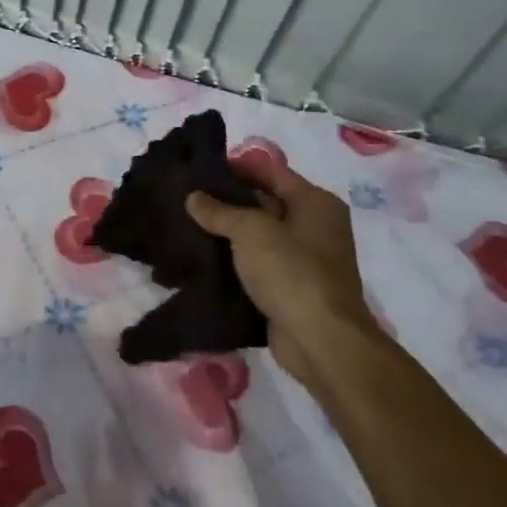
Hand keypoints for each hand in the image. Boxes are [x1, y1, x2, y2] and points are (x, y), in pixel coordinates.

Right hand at [184, 155, 379, 394]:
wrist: (320, 339)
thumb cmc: (291, 271)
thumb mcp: (251, 231)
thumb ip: (220, 211)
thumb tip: (193, 197)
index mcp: (315, 202)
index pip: (270, 171)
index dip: (236, 166)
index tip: (199, 169)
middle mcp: (315, 225)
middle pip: (265, 201)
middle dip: (228, 200)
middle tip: (187, 197)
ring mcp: (305, 259)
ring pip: (259, 235)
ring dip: (228, 232)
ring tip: (188, 225)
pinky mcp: (291, 287)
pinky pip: (258, 264)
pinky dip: (235, 260)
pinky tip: (204, 258)